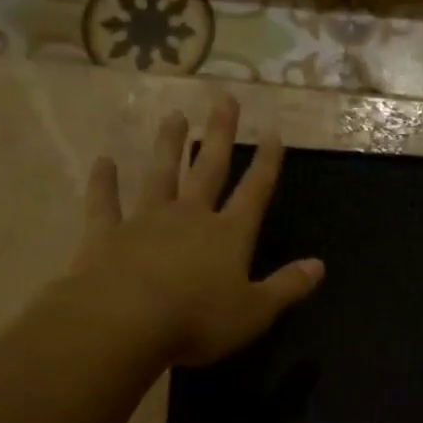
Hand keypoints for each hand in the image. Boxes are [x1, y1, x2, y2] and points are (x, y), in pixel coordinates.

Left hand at [67, 98, 322, 366]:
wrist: (125, 322)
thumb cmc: (197, 320)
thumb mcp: (255, 312)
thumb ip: (287, 287)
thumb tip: (319, 265)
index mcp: (229, 235)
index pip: (254, 192)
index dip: (266, 164)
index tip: (274, 132)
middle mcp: (190, 217)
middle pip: (209, 169)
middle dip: (220, 135)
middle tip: (225, 100)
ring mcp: (146, 221)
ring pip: (160, 174)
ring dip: (168, 145)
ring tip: (174, 116)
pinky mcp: (107, 234)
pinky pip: (105, 203)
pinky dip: (104, 182)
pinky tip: (103, 162)